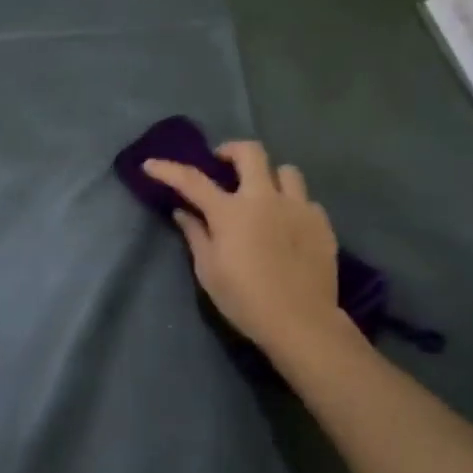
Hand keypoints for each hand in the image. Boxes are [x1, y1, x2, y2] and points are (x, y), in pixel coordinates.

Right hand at [143, 142, 341, 356]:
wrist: (300, 321)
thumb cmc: (245, 300)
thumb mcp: (209, 272)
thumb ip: (196, 236)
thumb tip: (183, 213)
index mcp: (231, 213)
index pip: (192, 181)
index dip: (169, 169)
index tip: (151, 164)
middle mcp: (265, 199)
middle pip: (250, 152)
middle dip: (231, 150)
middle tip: (223, 163)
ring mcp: (298, 208)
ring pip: (286, 170)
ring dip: (270, 176)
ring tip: (263, 193)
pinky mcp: (322, 223)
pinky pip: (306, 200)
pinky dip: (293, 205)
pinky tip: (288, 224)